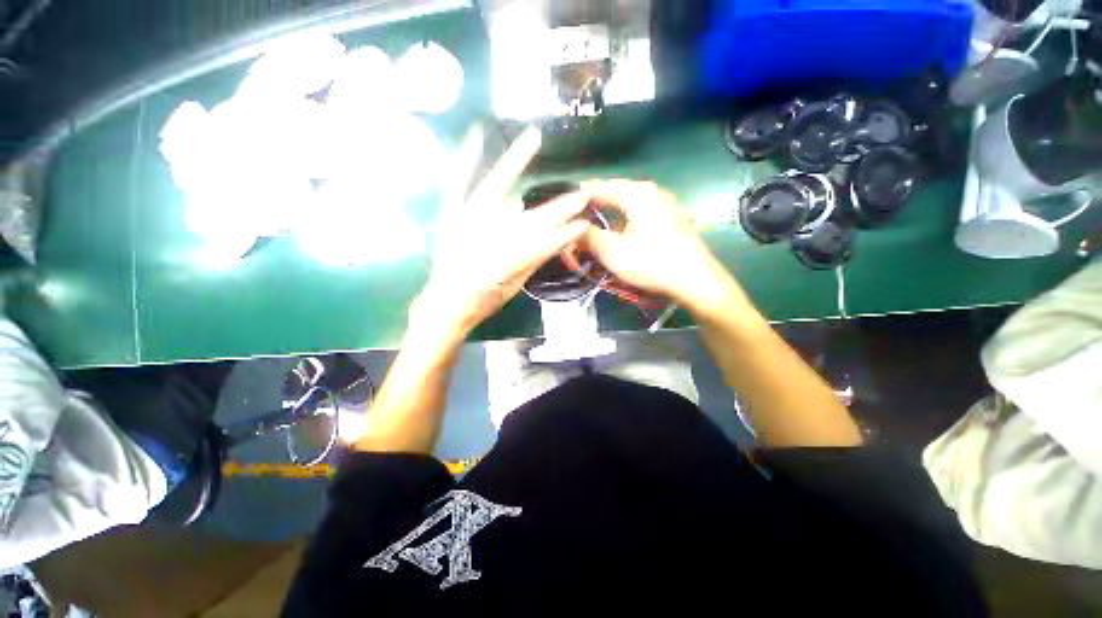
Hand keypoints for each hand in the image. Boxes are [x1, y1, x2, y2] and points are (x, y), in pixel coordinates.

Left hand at [413, 126, 590, 339]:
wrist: (444, 303)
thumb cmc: (482, 301)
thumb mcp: (513, 287)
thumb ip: (534, 260)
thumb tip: (559, 239)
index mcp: (500, 266)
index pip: (541, 246)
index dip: (564, 235)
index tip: (584, 224)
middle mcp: (480, 241)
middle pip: (525, 220)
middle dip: (556, 209)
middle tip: (580, 194)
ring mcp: (463, 223)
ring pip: (494, 191)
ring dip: (515, 164)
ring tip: (533, 137)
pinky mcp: (449, 216)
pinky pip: (456, 184)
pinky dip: (465, 160)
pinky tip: (476, 135)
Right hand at [580, 180, 743, 313]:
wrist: (696, 280)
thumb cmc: (651, 263)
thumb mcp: (612, 252)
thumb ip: (588, 237)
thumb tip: (571, 229)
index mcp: (637, 193)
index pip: (600, 187)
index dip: (580, 195)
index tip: (563, 203)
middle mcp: (652, 191)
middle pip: (616, 191)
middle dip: (595, 202)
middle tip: (575, 212)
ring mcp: (666, 203)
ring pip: (629, 202)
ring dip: (610, 209)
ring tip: (593, 219)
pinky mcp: (672, 218)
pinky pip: (641, 211)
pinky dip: (625, 217)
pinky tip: (619, 228)